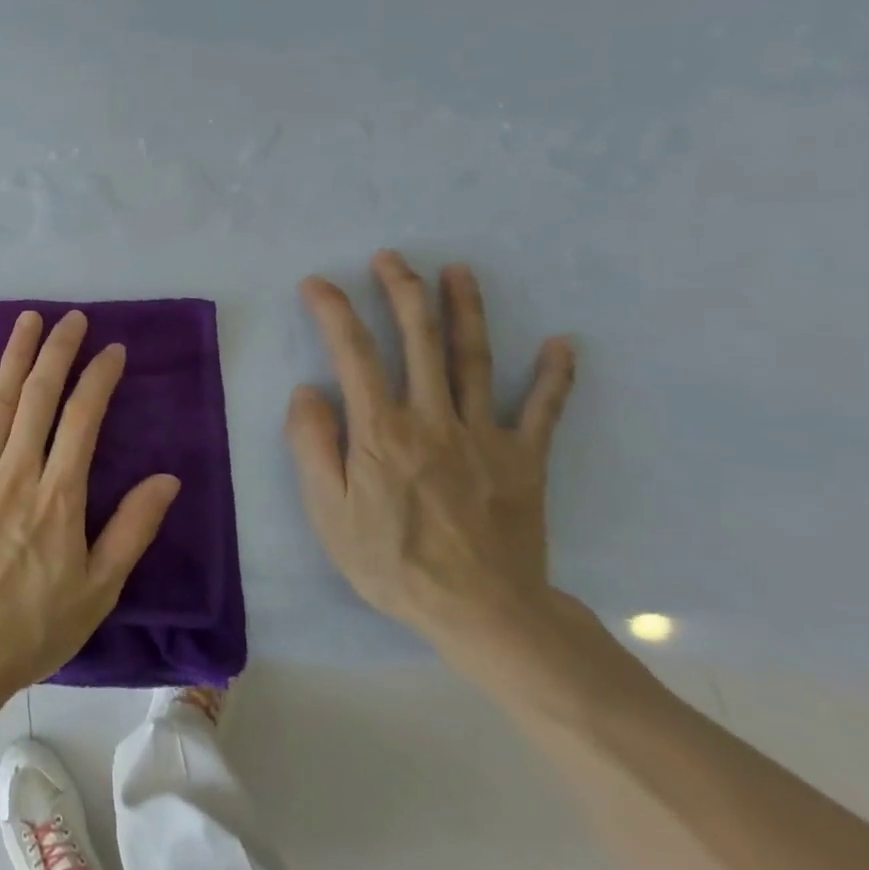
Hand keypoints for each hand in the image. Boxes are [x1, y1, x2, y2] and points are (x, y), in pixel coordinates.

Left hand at [0, 310, 182, 703]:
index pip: (83, 419)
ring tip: (28, 320)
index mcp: (59, 497)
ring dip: (14, 356)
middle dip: (59, 352)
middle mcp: (17, 472)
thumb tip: (167, 479)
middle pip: (41, 397)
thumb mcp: (98, 590)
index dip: (99, 379)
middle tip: (72, 319)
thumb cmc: (32, 628)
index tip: (112, 351)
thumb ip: (131, 529)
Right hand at [287, 251, 576, 652]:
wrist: (481, 612)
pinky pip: (543, 410)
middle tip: (392, 257)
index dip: (334, 311)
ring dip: (466, 310)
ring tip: (460, 272)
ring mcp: (484, 435)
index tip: (318, 283)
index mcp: (380, 430)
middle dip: (402, 291)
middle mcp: (432, 418)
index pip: (353, 353)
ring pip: (475, 359)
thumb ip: (313, 445)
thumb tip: (307, 390)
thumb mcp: (327, 511)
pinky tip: (561, 343)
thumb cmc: (391, 561)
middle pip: (418, 340)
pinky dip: (554, 376)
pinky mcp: (525, 459)